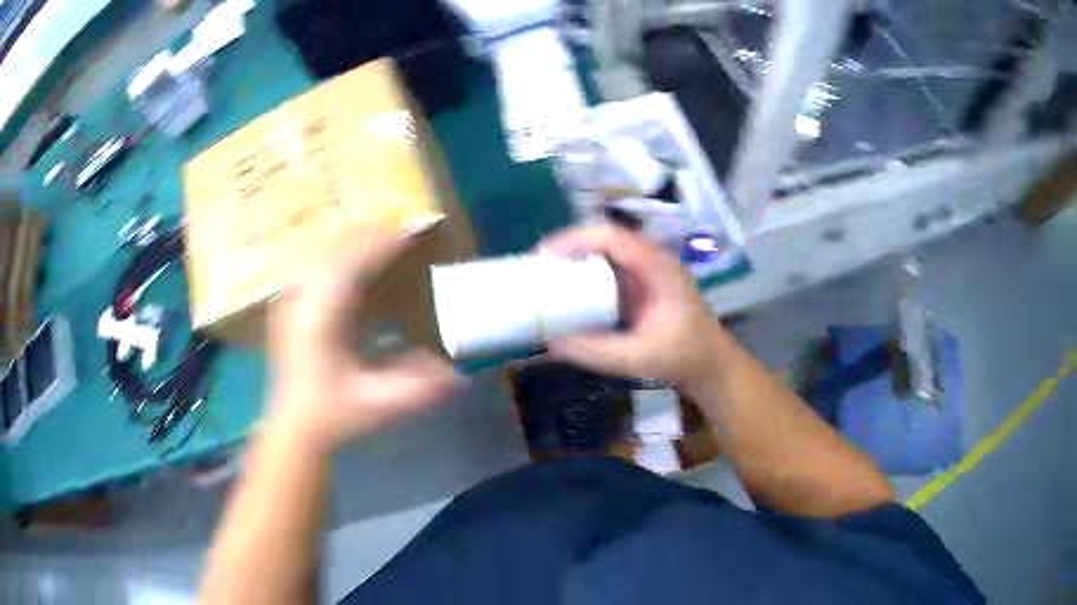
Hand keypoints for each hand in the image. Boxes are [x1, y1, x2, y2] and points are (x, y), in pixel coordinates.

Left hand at [266, 226, 456, 451]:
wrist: (294, 428)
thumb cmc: (334, 415)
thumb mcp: (379, 405)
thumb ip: (420, 389)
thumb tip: (462, 377)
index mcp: (321, 320)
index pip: (352, 265)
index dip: (382, 244)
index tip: (410, 228)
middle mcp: (302, 301)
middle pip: (335, 249)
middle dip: (369, 234)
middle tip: (403, 227)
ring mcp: (292, 302)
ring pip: (323, 254)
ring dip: (354, 242)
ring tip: (384, 237)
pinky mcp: (291, 307)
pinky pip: (317, 267)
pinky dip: (340, 257)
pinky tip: (357, 263)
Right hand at [539, 225, 735, 390]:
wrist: (712, 363)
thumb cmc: (683, 357)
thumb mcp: (638, 358)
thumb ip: (595, 351)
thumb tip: (550, 342)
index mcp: (658, 267)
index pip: (612, 237)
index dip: (576, 239)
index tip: (544, 255)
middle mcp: (653, 259)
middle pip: (606, 237)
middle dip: (571, 246)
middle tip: (539, 265)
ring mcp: (649, 269)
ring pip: (608, 249)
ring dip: (578, 256)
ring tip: (547, 272)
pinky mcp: (644, 282)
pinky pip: (611, 266)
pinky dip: (588, 271)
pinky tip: (571, 288)